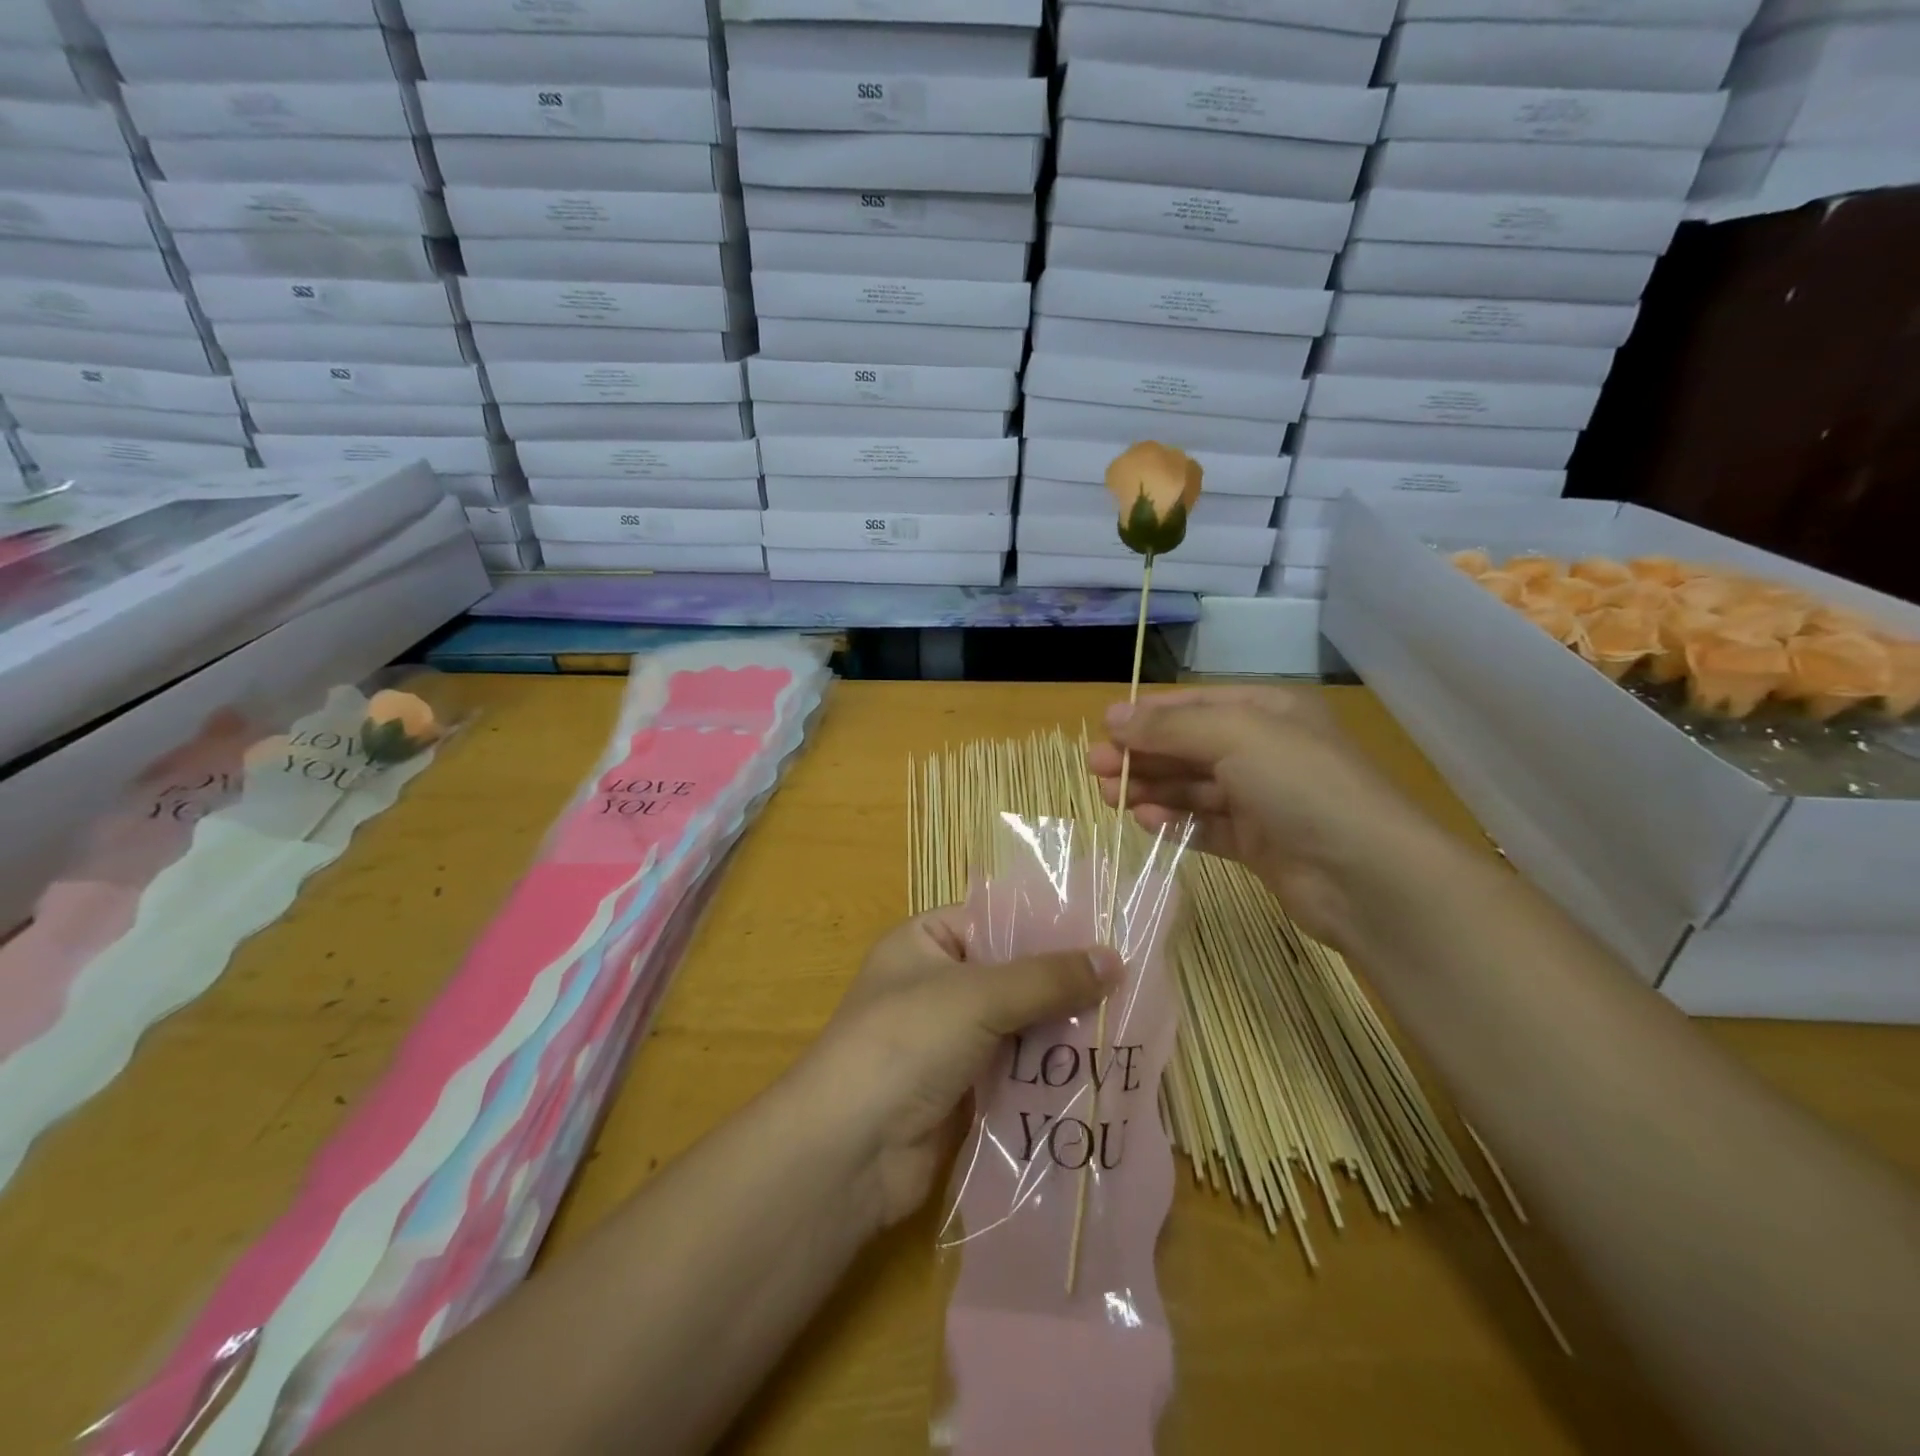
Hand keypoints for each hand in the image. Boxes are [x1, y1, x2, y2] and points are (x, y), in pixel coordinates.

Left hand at [794, 909, 1120, 1228]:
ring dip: (1062, 1030)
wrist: (848, 1151)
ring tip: (1126, 1025)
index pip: (995, 919)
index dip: (1047, 925)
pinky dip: (1049, 1071)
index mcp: (925, 942)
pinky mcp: (963, 1089)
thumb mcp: (977, 996)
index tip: (1107, 932)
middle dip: (1063, 984)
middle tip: (1129, 984)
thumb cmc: (905, 1043)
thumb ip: (1046, 978)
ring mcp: (949, 1040)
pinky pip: (1016, 1069)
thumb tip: (1116, 958)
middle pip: (1012, 974)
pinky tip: (1099, 1070)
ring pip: (1019, 1024)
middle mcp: (936, 984)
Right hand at [1088, 686, 1442, 950]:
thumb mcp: (1236, 736)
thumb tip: (1114, 717)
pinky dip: (1175, 820)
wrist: (1368, 876)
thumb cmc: (1302, 786)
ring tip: (1110, 797)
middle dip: (1143, 754)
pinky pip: (1206, 824)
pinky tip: (1145, 819)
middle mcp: (1266, 750)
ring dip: (1152, 788)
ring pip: (1194, 787)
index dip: (1148, 715)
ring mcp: (1264, 799)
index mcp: (1269, 712)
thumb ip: (1171, 727)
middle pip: (1190, 746)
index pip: (1196, 703)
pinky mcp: (1259, 843)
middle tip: (1096, 769)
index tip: (1103, 729)